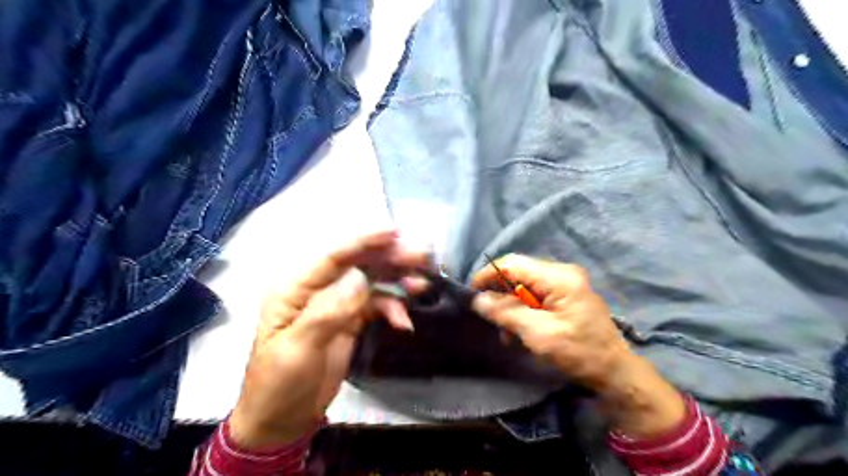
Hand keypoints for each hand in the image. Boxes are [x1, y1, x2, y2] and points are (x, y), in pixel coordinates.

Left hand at [229, 232, 430, 446]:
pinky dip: (393, 309)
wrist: (282, 421)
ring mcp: (337, 304)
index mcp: (296, 289)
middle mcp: (318, 290)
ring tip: (422, 284)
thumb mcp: (298, 348)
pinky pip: (376, 305)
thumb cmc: (279, 384)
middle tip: (421, 255)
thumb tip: (361, 278)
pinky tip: (404, 323)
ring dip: (397, 280)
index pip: (334, 256)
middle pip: (358, 264)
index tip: (395, 233)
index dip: (365, 241)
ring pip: (371, 281)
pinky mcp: (351, 320)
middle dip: (390, 258)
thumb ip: (329, 311)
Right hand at [474, 257, 683, 438]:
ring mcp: (565, 283)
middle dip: (500, 295)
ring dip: (511, 307)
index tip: (471, 292)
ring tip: (506, 333)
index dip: (488, 275)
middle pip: (518, 274)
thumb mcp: (538, 334)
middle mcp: (562, 273)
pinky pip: (535, 296)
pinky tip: (519, 332)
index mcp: (559, 277)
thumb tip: (477, 299)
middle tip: (489, 318)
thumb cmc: (579, 353)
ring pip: (524, 286)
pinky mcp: (565, 296)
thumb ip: (506, 313)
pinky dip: (523, 311)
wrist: (615, 372)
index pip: (513, 263)